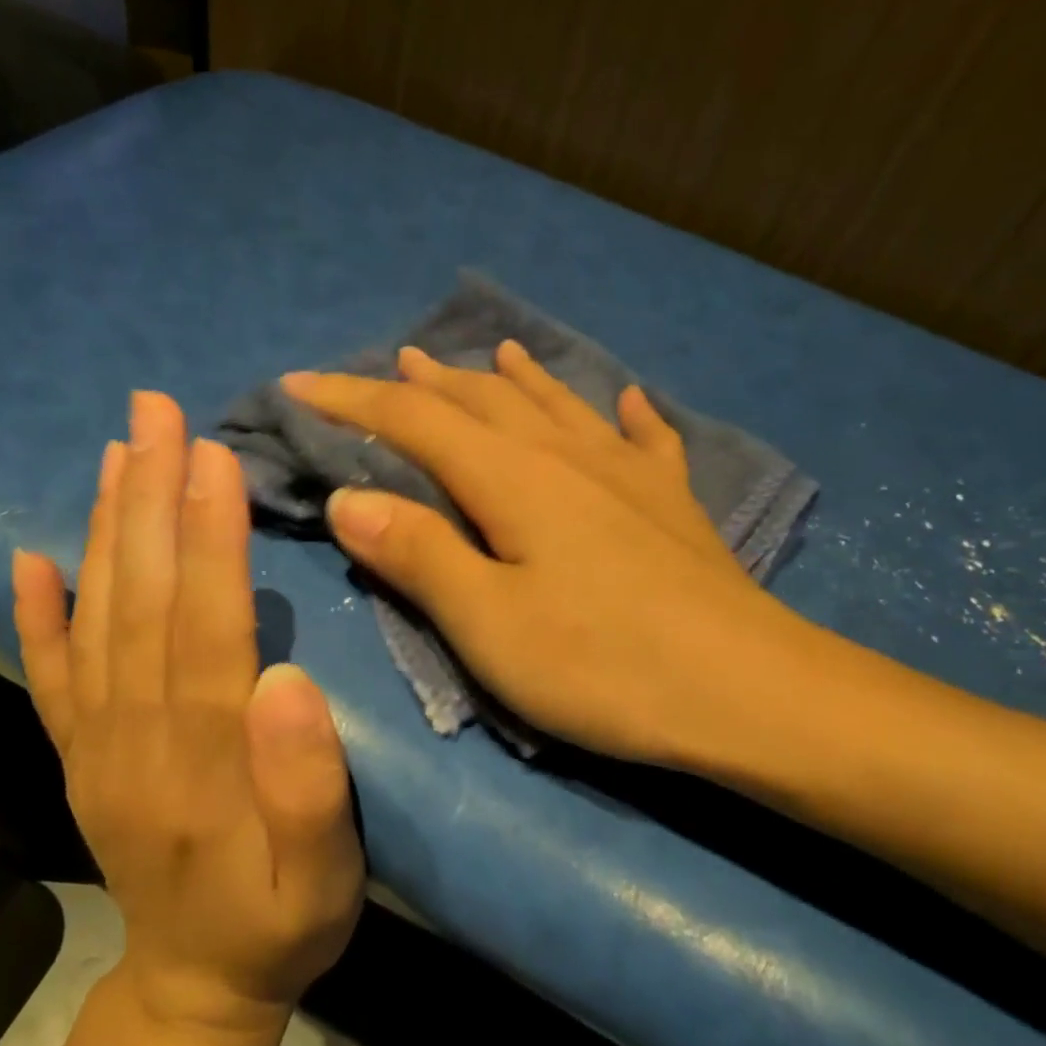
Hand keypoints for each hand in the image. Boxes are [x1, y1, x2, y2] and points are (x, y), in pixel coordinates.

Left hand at [12, 391, 363, 1040]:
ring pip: (95, 615)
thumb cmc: (279, 923)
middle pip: (140, 598)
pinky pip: (48, 672)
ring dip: (105, 526)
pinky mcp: (80, 751)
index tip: (210, 454)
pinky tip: (29, 557)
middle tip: (158, 411)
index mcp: (201, 754)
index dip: (206, 536)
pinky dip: (35, 611)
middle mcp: (134, 732)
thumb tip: (286, 678)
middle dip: (150, 496)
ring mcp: (97, 740)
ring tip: (117, 450)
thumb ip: (308, 787)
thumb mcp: (323, 879)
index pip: (201, 622)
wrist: (194, 987)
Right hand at [281, 344, 835, 772]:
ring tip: (488, 353)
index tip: (297, 382)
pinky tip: (626, 399)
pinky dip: (624, 413)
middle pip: (482, 401)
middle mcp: (566, 456)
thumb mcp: (489, 623)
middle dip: (426, 382)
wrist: (748, 691)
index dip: (351, 397)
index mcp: (511, 479)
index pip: (413, 419)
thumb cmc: (604, 665)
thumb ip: (418, 554)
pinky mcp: (671, 504)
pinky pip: (643, 438)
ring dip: (511, 379)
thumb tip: (349, 499)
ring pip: (555, 406)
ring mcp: (627, 474)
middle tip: (390, 363)